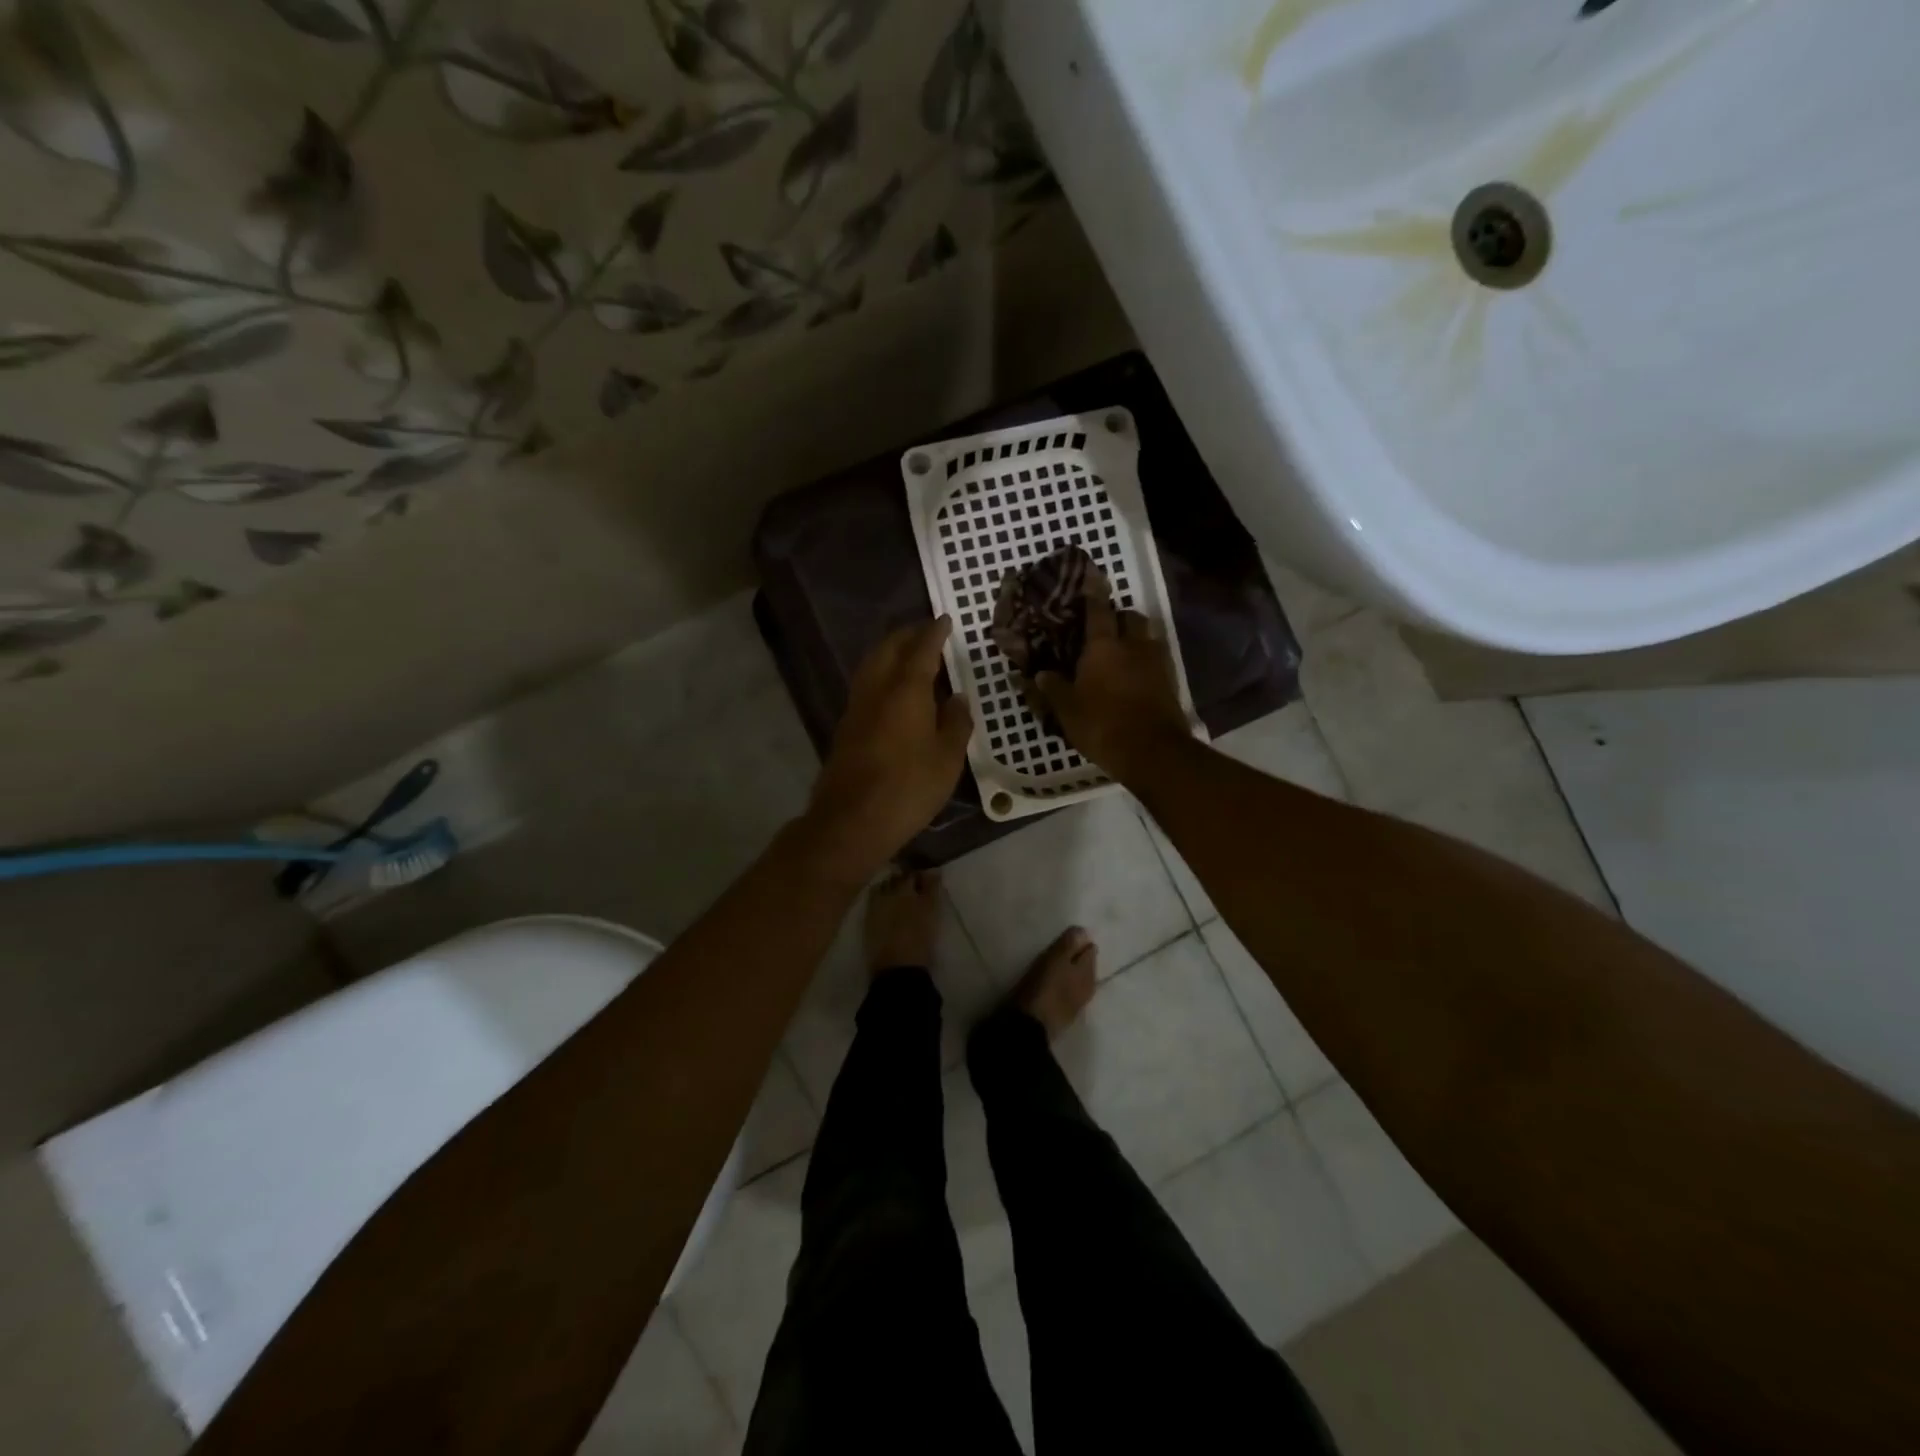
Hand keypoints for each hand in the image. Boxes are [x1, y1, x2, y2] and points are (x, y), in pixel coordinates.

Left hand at [801, 617, 972, 881]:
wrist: (852, 820)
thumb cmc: (909, 787)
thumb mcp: (947, 758)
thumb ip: (955, 722)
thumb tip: (956, 698)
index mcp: (905, 689)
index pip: (922, 648)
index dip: (934, 632)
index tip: (945, 619)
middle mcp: (876, 689)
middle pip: (889, 648)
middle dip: (908, 635)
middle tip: (928, 632)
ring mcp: (856, 707)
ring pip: (872, 665)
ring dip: (891, 652)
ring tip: (911, 655)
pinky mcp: (846, 726)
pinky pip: (866, 685)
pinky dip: (882, 674)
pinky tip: (894, 689)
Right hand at [1028, 597, 1188, 779]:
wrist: (1153, 752)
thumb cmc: (1102, 725)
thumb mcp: (1067, 710)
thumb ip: (1053, 688)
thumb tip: (1039, 674)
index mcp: (1103, 646)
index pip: (1098, 609)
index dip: (1093, 592)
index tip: (1092, 577)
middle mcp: (1133, 645)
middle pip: (1129, 617)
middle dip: (1117, 617)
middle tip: (1102, 628)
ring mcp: (1156, 662)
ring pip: (1146, 636)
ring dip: (1135, 637)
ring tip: (1120, 652)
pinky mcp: (1170, 681)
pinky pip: (1156, 659)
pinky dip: (1145, 661)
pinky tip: (1134, 675)